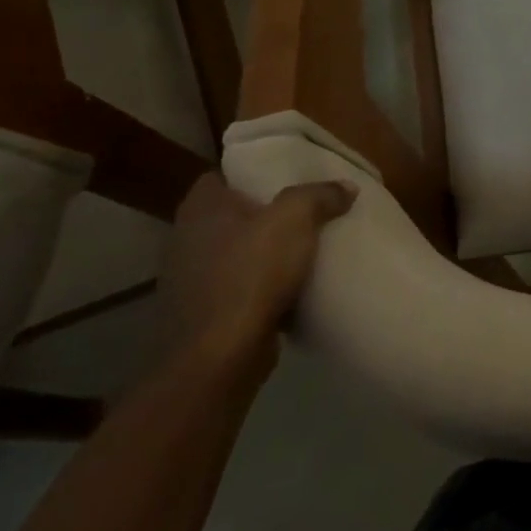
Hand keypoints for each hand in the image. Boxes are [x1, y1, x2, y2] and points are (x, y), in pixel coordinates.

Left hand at [160, 174, 355, 369]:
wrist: (219, 356)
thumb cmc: (251, 273)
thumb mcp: (295, 219)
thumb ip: (320, 195)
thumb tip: (345, 187)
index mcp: (201, 208)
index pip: (221, 175)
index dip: (252, 173)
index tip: (285, 177)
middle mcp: (186, 239)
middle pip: (231, 215)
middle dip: (263, 214)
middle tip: (304, 212)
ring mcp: (190, 280)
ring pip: (234, 253)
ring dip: (262, 253)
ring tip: (303, 250)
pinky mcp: (202, 314)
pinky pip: (237, 288)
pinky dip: (259, 287)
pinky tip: (289, 289)